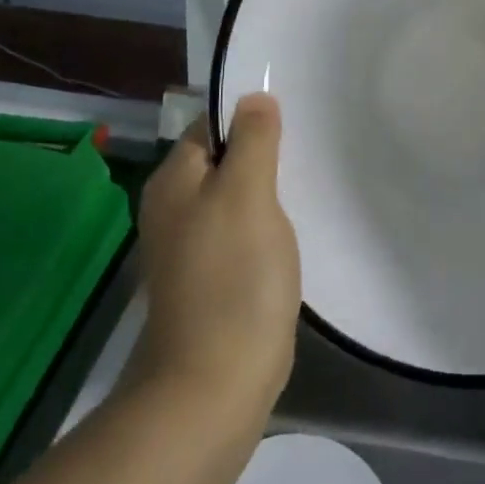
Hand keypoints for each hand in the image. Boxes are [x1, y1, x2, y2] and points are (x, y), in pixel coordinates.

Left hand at [135, 95, 299, 420]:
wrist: (214, 385)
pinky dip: (267, 225)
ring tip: (310, 183)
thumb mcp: (247, 194)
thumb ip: (253, 141)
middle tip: (310, 149)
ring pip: (237, 198)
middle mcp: (175, 209)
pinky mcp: (214, 279)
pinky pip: (243, 233)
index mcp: (174, 182)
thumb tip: (254, 98)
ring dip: (269, 191)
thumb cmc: (232, 278)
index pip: (213, 125)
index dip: (250, 116)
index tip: (295, 115)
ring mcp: (193, 248)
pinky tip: (293, 230)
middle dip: (265, 153)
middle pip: (225, 161)